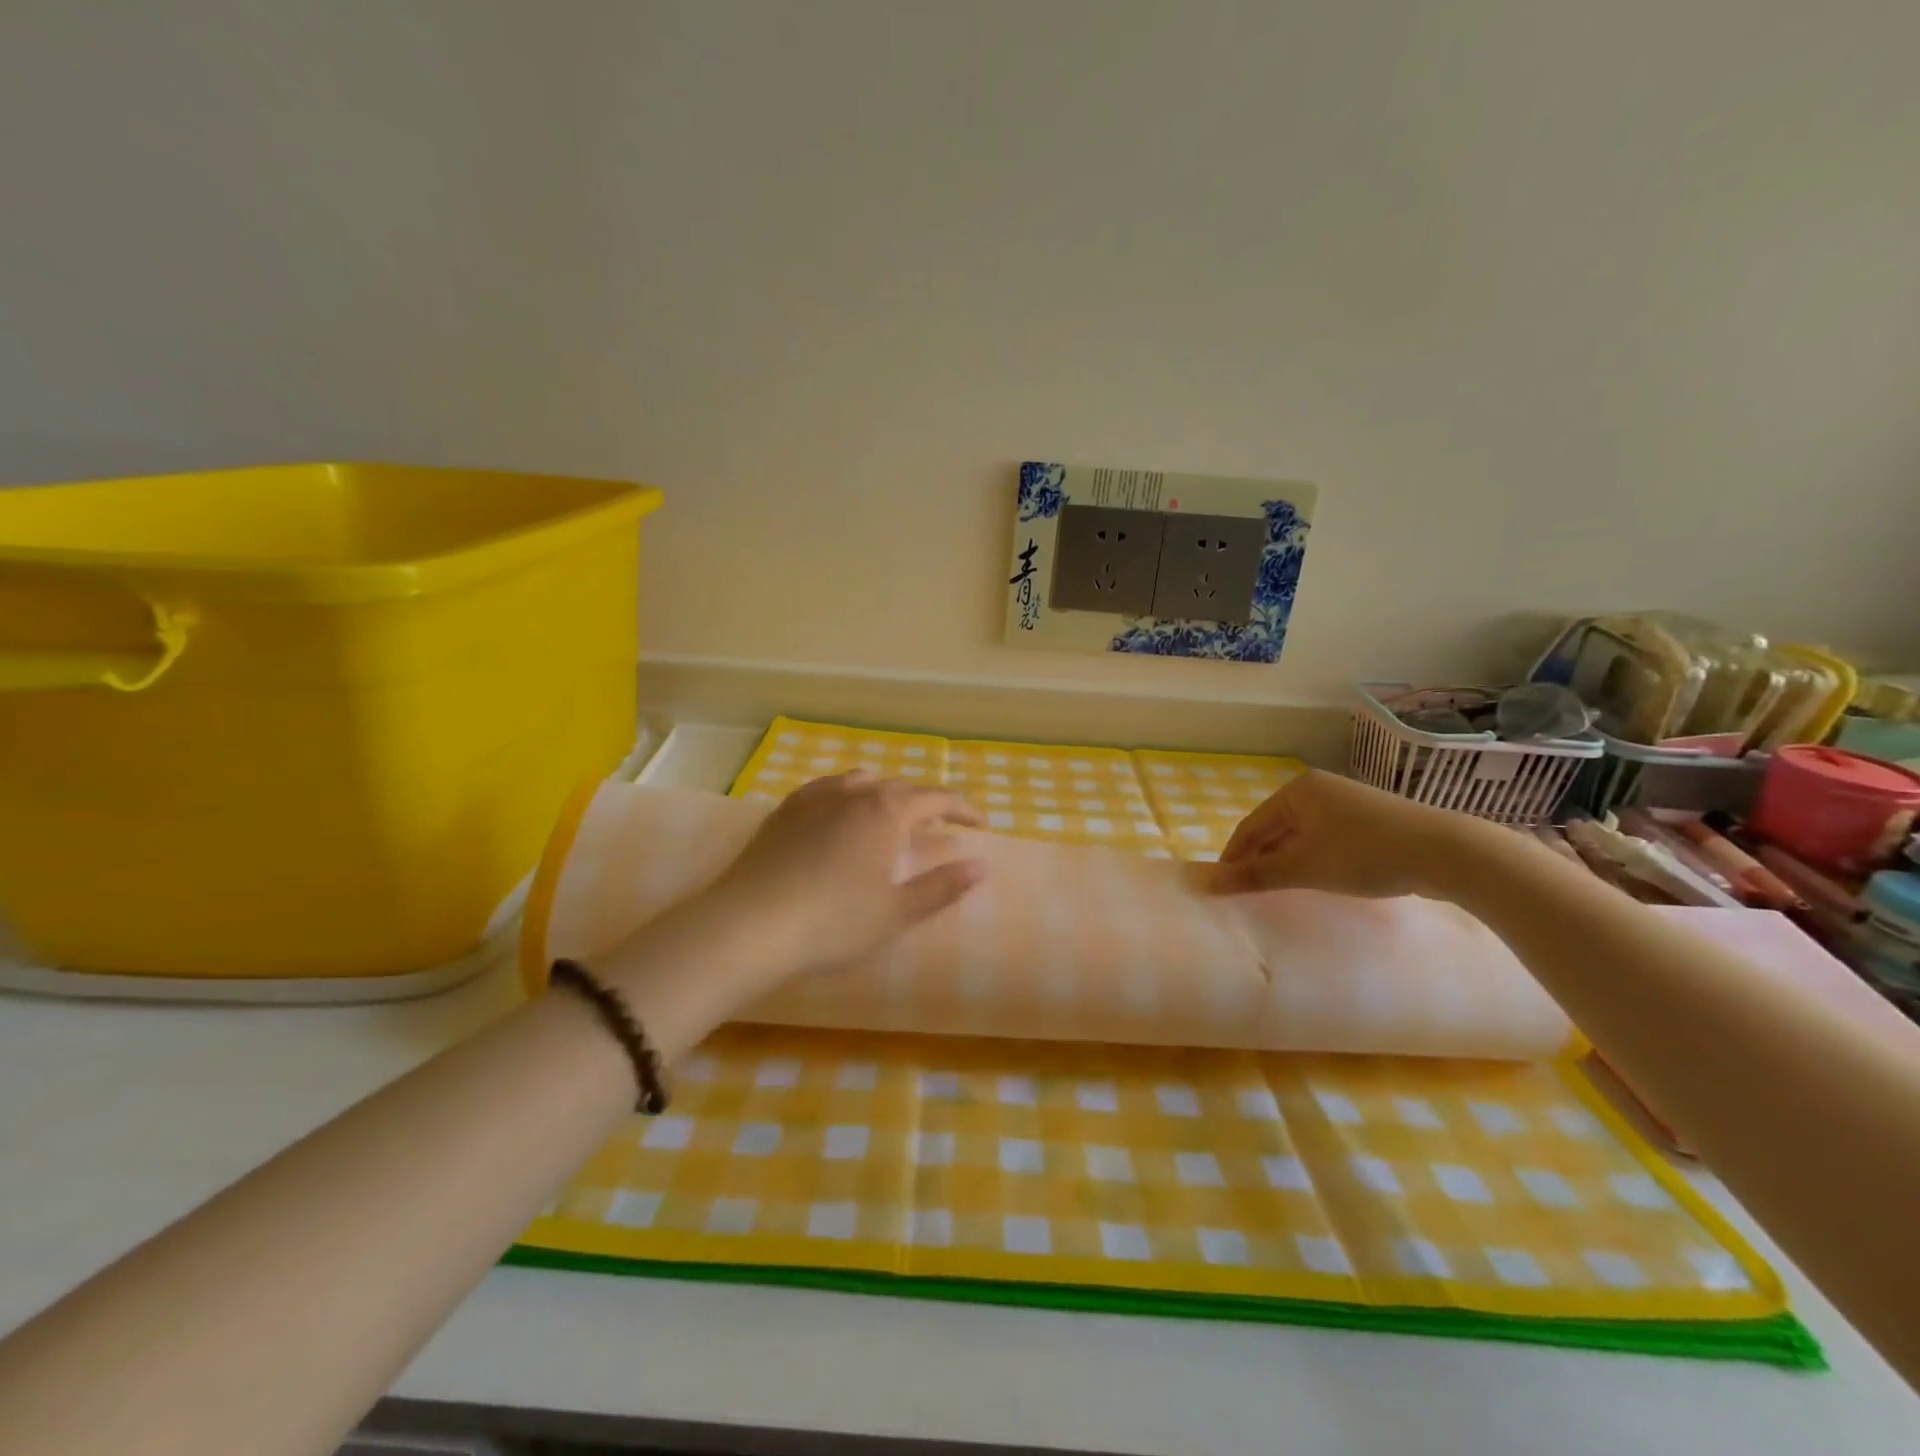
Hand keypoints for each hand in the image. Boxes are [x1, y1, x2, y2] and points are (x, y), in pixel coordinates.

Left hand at [705, 771, 986, 972]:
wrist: (750, 924)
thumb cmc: (833, 922)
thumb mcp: (896, 913)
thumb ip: (942, 887)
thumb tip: (981, 866)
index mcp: (886, 811)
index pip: (936, 798)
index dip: (963, 808)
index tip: (981, 823)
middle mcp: (853, 793)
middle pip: (899, 786)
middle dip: (925, 801)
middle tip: (940, 822)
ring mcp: (814, 797)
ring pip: (860, 782)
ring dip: (884, 793)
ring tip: (891, 813)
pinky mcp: (783, 811)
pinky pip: (825, 789)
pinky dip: (846, 795)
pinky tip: (839, 812)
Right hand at [1203, 769, 1480, 898]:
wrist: (1447, 852)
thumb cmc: (1364, 853)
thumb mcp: (1304, 868)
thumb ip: (1254, 875)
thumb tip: (1206, 883)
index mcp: (1297, 791)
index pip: (1250, 827)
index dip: (1233, 858)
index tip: (1222, 887)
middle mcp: (1318, 790)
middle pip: (1275, 829)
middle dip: (1261, 860)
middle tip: (1249, 893)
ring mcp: (1346, 803)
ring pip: (1301, 836)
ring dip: (1287, 862)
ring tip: (1279, 891)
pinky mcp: (1369, 820)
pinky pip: (1326, 839)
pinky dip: (1314, 860)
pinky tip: (1317, 880)